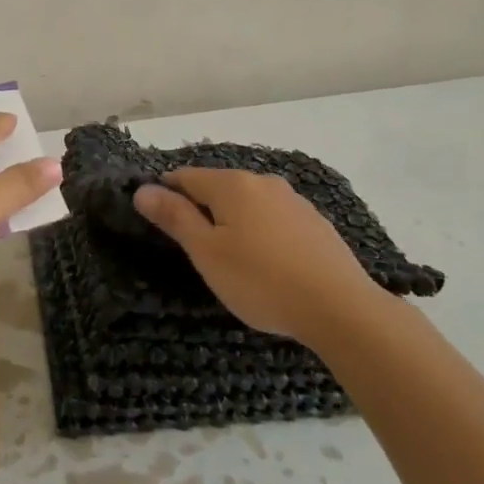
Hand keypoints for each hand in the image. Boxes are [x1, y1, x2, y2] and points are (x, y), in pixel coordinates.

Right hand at [133, 168, 379, 341]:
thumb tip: (143, 189)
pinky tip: (265, 262)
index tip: (159, 223)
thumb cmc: (260, 280)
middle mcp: (262, 182)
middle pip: (217, 187)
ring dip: (231, 221)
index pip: (184, 176)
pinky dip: (260, 232)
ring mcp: (293, 200)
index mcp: (231, 184)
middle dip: (200, 209)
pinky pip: (273, 219)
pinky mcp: (314, 222)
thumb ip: (174, 217)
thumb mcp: (207, 252)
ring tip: (230, 259)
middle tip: (193, 250)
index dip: (165, 194)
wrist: (340, 308)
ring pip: (247, 203)